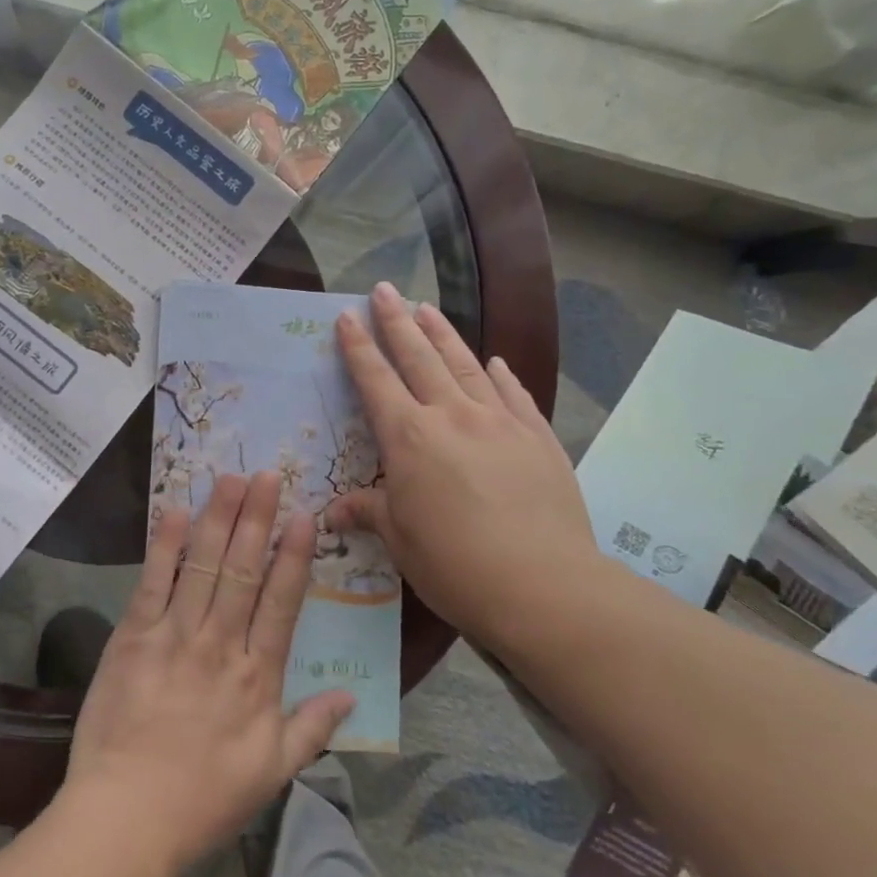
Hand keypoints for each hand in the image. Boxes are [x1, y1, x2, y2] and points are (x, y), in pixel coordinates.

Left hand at [58, 473, 354, 876]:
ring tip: (231, 478)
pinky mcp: (133, 636)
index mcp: (257, 676)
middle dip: (257, 518)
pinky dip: (165, 545)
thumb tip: (350, 696)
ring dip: (219, 518)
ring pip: (203, 565)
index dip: (293, 556)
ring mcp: (174, 636)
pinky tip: (176, 511)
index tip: (303, 515)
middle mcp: (220, 645)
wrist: (125, 819)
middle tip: (268, 474)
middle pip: (243, 570)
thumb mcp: (271, 774)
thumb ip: (312, 729)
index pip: (281, 603)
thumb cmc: (202, 800)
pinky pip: (153, 582)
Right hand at [327, 283, 597, 652]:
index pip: (375, 380)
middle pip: (419, 357)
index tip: (347, 316)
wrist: (544, 587)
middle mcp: (452, 416)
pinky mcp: (538, 437)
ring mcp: (499, 422)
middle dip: (397, 321)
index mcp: (409, 438)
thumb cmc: (455, 565)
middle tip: (385, 289)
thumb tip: (332, 513)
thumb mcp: (400, 540)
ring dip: (443, 334)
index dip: (358, 347)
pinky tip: (494, 361)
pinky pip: (514, 394)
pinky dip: (500, 374)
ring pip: (465, 364)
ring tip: (427, 307)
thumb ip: (368, 512)